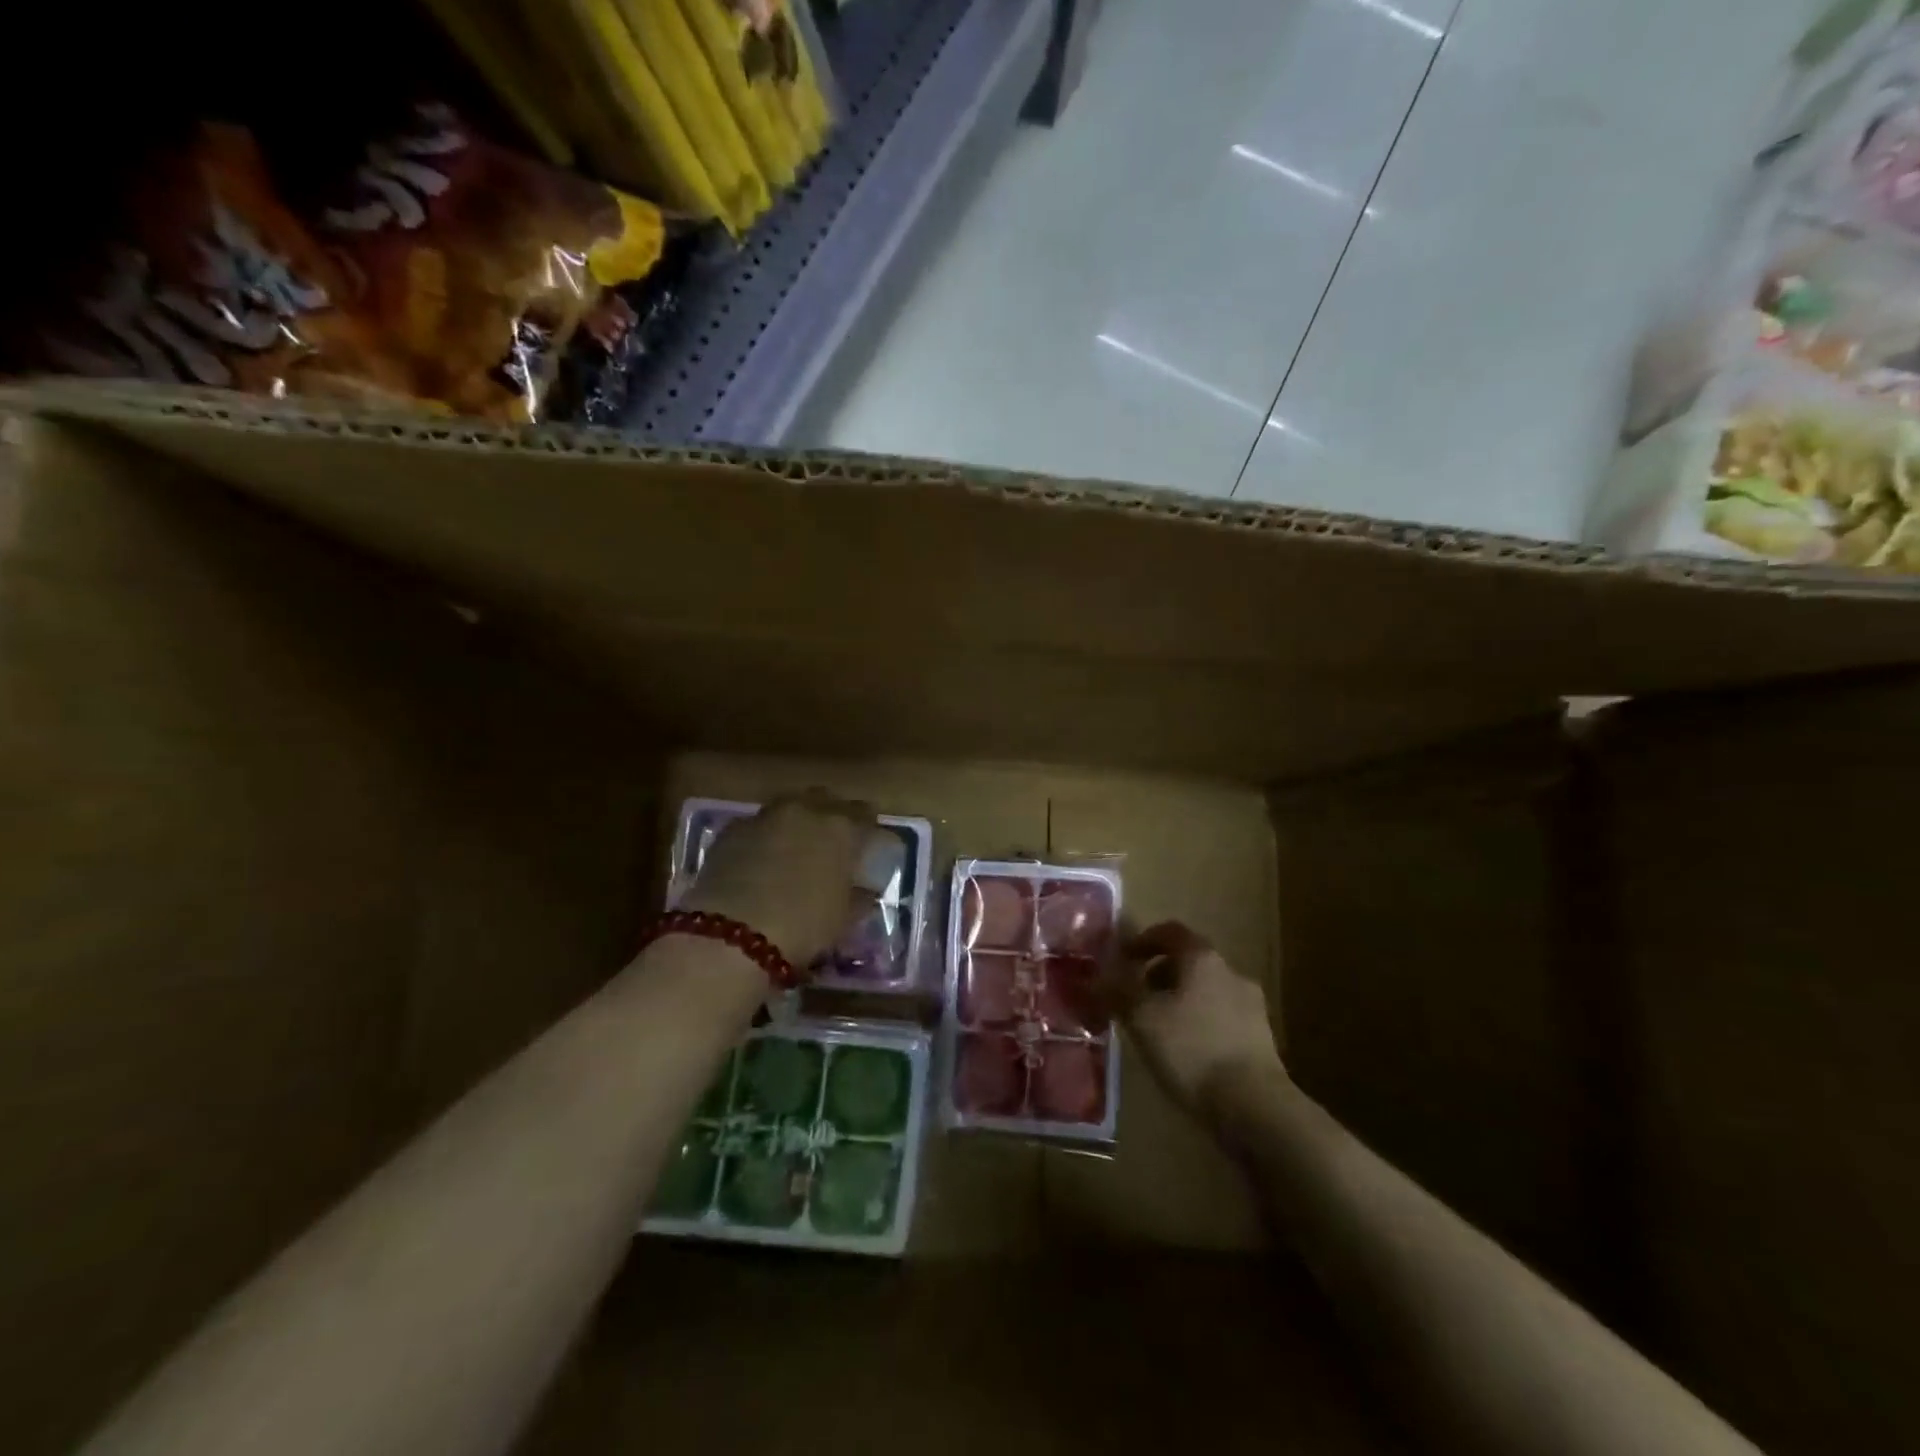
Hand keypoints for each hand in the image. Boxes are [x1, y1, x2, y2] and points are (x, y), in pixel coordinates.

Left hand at [682, 790, 877, 969]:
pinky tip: (760, 862)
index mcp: (841, 828)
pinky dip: (764, 838)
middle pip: (824, 800)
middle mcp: (805, 810)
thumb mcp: (844, 918)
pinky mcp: (731, 831)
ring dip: (795, 823)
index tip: (868, 844)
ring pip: (788, 808)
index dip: (868, 828)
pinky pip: (757, 826)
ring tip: (793, 850)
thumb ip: (859, 896)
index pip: (865, 814)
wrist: (731, 935)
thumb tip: (864, 889)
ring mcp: (765, 817)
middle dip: (830, 816)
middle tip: (830, 842)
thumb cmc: (803, 926)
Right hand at [1107, 921, 1285, 1114]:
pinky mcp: (1261, 1038)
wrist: (1255, 1106)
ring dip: (1181, 1001)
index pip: (1170, 931)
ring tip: (1159, 1029)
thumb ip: (1118, 991)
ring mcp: (1251, 1005)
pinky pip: (1221, 1018)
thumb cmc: (1191, 1049)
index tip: (1123, 959)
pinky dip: (1200, 1024)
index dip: (1143, 940)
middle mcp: (1230, 972)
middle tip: (1135, 998)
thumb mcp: (1141, 1018)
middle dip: (1159, 974)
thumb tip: (1096, 976)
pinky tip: (1187, 1052)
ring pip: (1206, 991)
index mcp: (1202, 958)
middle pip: (1189, 961)